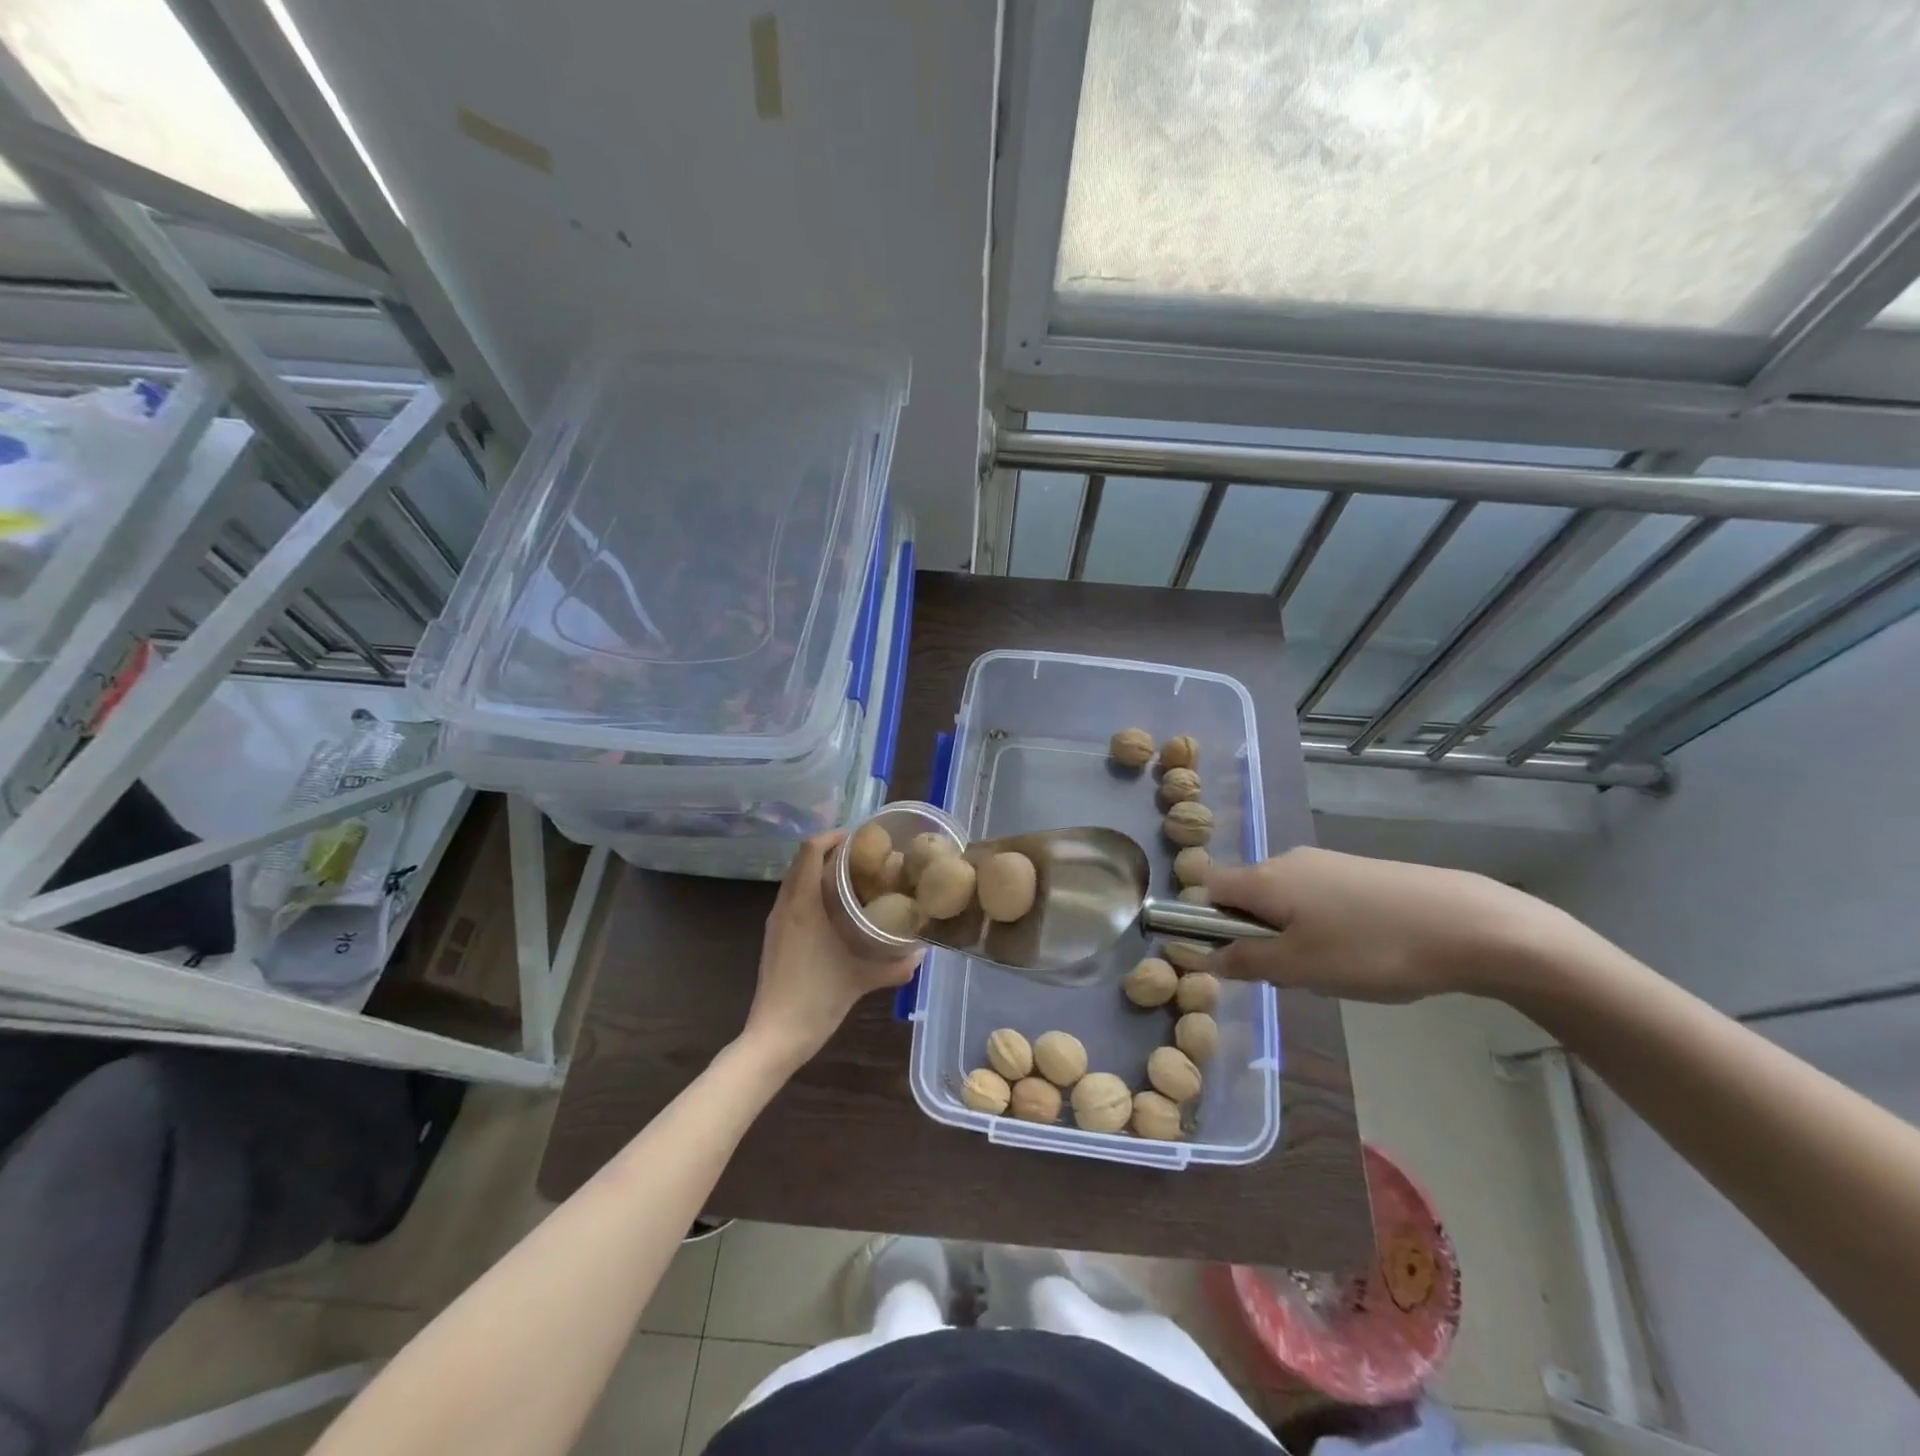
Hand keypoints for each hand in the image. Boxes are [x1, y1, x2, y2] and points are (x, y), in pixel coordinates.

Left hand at [740, 831, 922, 1072]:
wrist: (775, 1036)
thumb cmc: (817, 999)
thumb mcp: (861, 980)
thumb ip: (895, 966)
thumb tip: (922, 953)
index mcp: (802, 906)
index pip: (810, 851)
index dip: (832, 837)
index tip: (860, 838)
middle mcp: (785, 907)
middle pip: (801, 861)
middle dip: (828, 851)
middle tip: (863, 857)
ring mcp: (776, 923)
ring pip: (795, 881)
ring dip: (818, 872)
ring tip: (852, 879)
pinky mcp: (774, 938)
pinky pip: (792, 900)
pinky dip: (811, 892)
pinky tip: (835, 911)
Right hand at [1205, 847, 1585, 1002]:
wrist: (1468, 925)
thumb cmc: (1370, 949)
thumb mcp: (1298, 967)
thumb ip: (1245, 960)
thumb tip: (1205, 955)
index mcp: (1265, 877)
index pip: (1210, 889)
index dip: (1210, 923)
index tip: (1239, 959)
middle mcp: (1289, 860)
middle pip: (1248, 896)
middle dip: (1258, 937)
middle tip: (1292, 974)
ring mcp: (1328, 863)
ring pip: (1286, 902)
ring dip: (1293, 936)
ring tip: (1333, 970)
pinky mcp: (1360, 873)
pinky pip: (1319, 900)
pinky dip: (1324, 928)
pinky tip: (1362, 954)